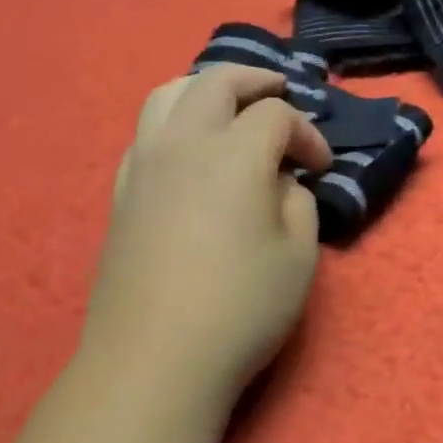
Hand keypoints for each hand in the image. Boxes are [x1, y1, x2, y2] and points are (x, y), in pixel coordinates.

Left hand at [82, 65, 332, 404]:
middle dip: (256, 81)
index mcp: (234, 153)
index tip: (321, 167)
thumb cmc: (240, 308)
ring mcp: (144, 165)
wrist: (153, 361)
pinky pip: (146, 133)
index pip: (277, 116)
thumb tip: (282, 181)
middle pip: (217, 81)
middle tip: (281, 94)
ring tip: (229, 108)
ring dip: (205, 90)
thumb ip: (298, 202)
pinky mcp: (121, 193)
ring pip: (168, 94)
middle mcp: (184, 143)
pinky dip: (175, 123)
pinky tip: (190, 154)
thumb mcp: (299, 255)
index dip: (308, 134)